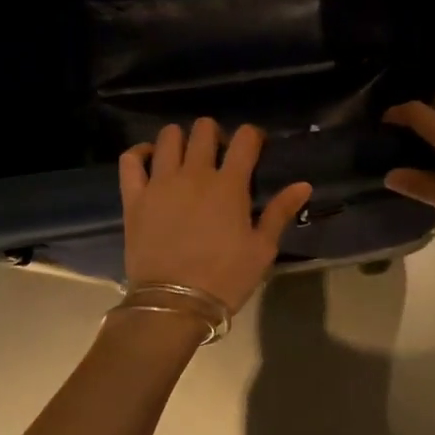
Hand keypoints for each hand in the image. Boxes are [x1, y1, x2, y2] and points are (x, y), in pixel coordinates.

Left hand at [118, 119, 312, 315]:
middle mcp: (194, 174)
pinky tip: (150, 159)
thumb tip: (304, 185)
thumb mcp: (262, 249)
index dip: (252, 136)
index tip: (255, 146)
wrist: (173, 305)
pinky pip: (131, 159)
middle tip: (218, 154)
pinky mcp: (134, 197)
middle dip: (215, 133)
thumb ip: (280, 212)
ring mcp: (160, 182)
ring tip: (185, 155)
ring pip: (168, 137)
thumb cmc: (224, 278)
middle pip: (204, 129)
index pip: (244, 139)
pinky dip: (140, 153)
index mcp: (229, 184)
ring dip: (180, 139)